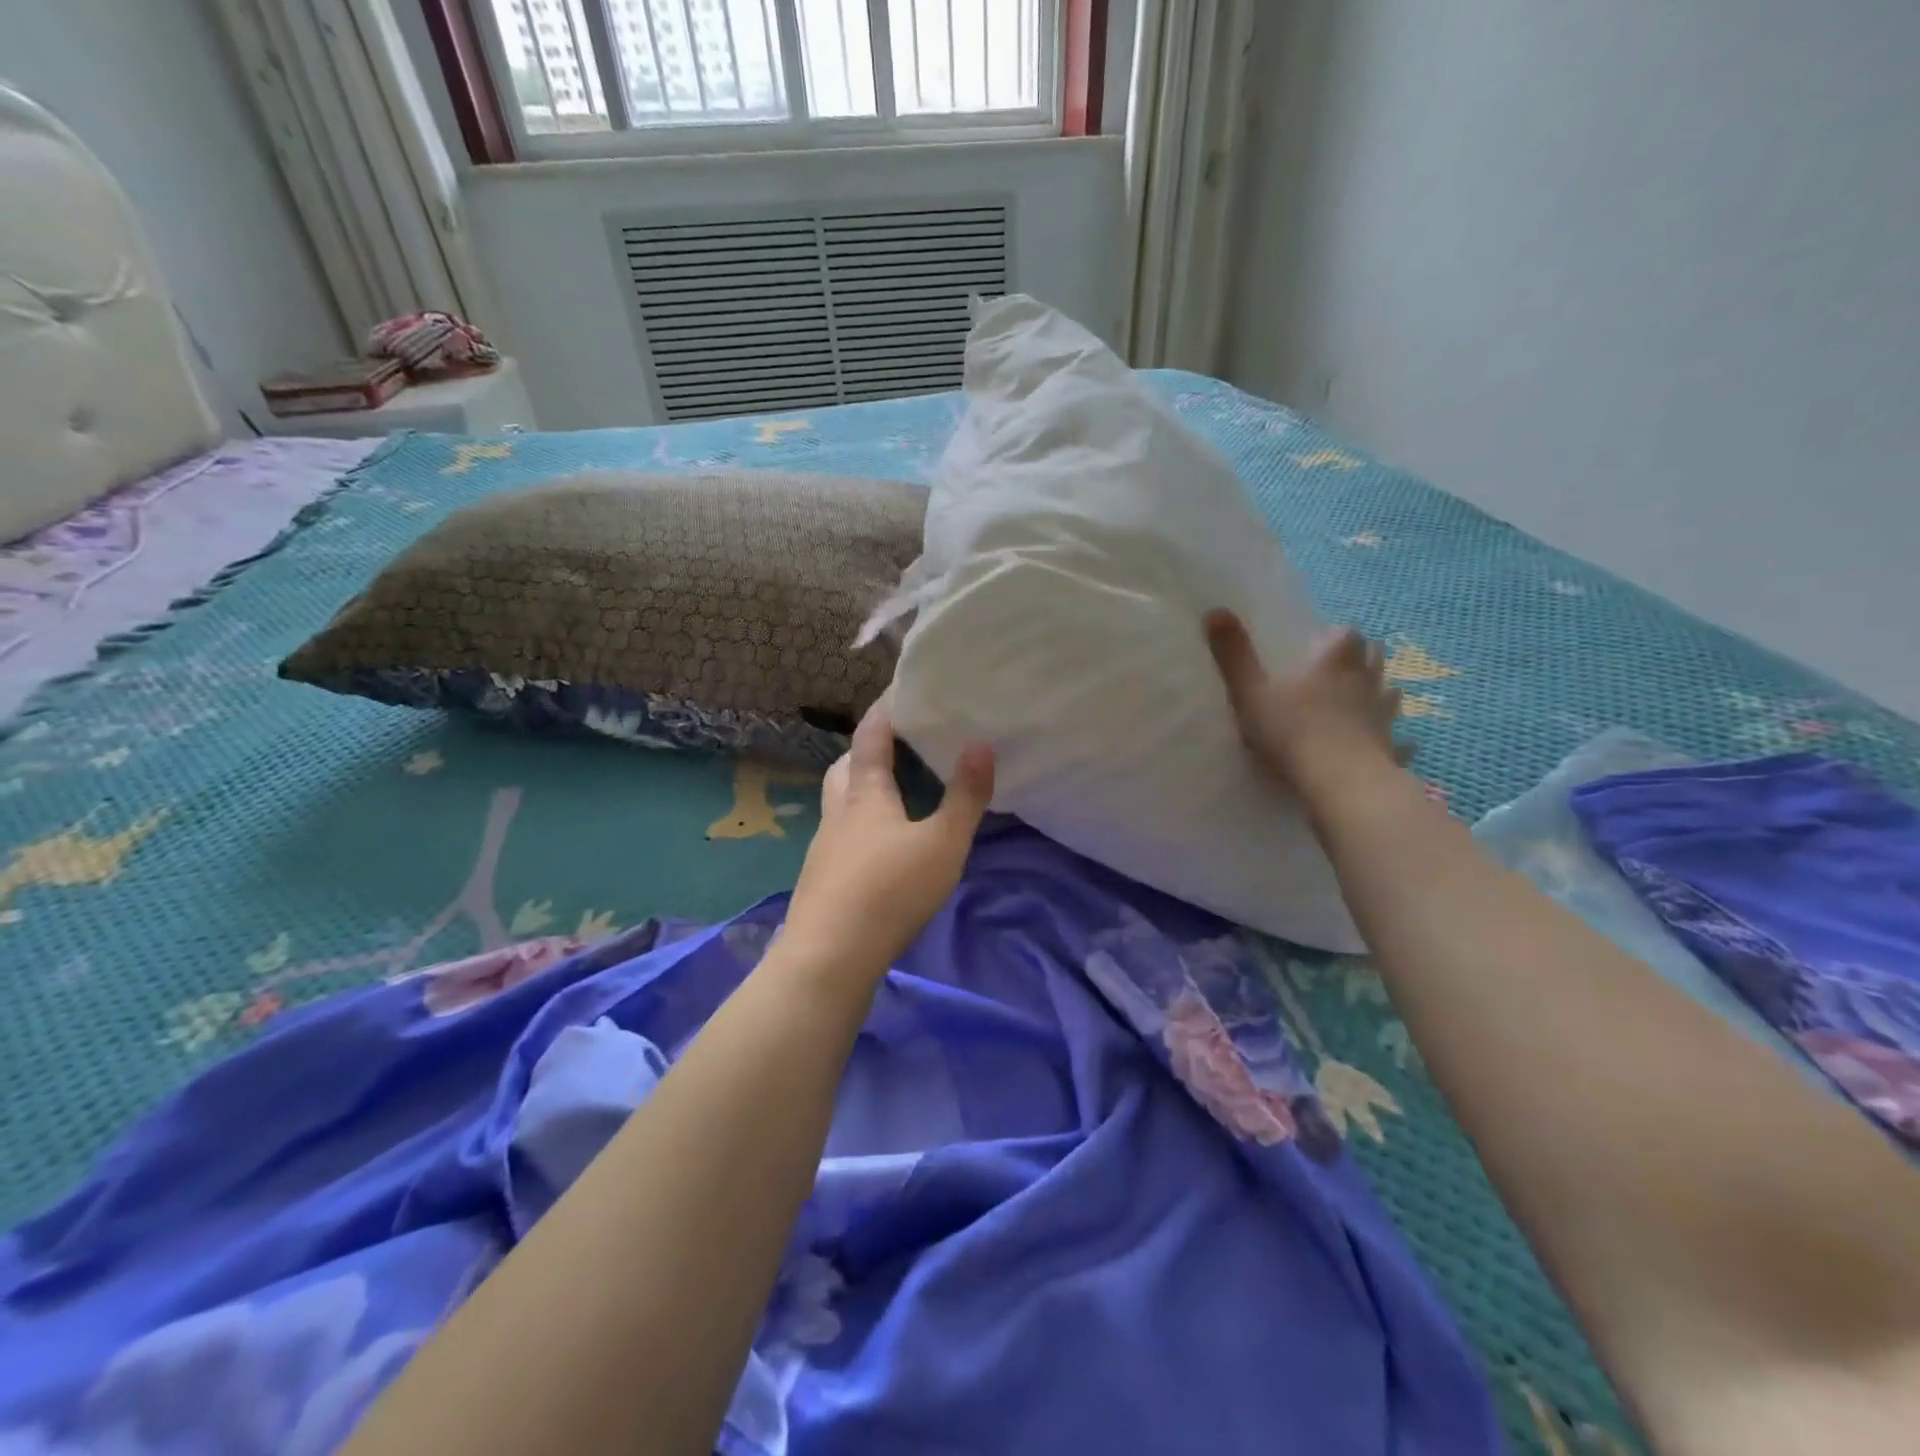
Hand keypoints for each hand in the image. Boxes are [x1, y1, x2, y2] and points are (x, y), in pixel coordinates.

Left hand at [779, 701, 994, 981]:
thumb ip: (965, 797)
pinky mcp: (822, 878)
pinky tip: (880, 846)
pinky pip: (841, 833)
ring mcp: (825, 846)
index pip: (870, 737)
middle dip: (866, 749)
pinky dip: (860, 823)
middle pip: (844, 766)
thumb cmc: (889, 891)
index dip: (884, 710)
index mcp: (864, 793)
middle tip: (897, 745)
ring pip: (839, 801)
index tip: (901, 691)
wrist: (829, 957)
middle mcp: (837, 812)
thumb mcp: (942, 844)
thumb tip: (981, 744)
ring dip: (860, 787)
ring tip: (893, 793)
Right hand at [1205, 610, 1403, 790]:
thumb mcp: (1250, 691)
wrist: (1339, 780)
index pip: (1344, 632)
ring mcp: (1384, 714)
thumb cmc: (1291, 730)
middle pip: (1374, 656)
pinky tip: (1389, 746)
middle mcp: (1366, 679)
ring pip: (1390, 692)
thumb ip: (1233, 654)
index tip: (1318, 644)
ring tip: (1360, 702)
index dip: (1333, 635)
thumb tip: (1214, 610)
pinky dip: (1394, 739)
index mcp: (1334, 660)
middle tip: (1338, 669)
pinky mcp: (1391, 746)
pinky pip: (1399, 739)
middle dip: (1361, 657)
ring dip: (1378, 692)